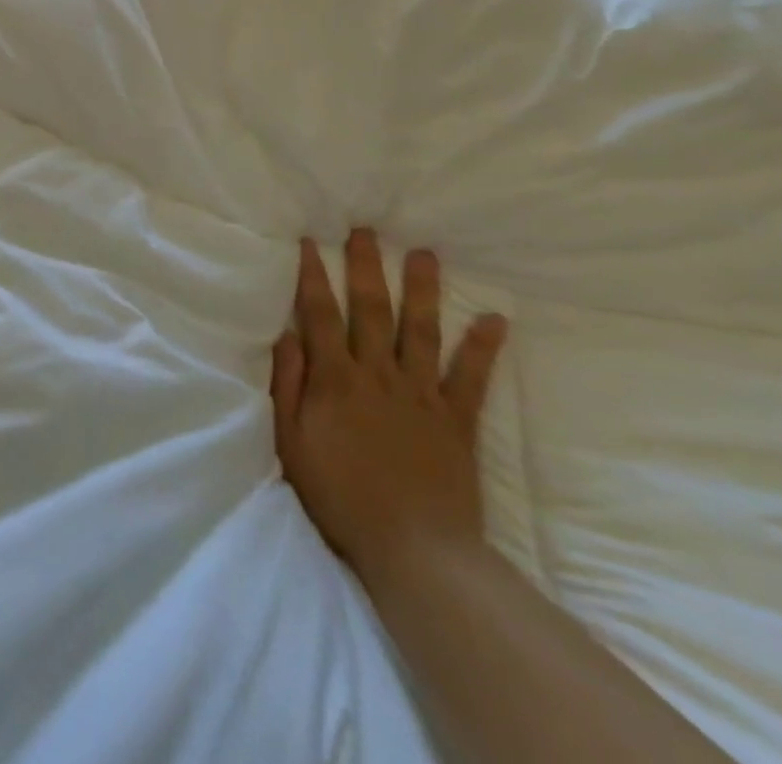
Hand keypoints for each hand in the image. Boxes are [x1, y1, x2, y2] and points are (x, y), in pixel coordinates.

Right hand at [271, 230, 507, 585]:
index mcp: (336, 380)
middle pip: (372, 309)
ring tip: (425, 253)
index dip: (314, 275)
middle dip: (367, 265)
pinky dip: (484, 348)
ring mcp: (421, 394)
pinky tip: (495, 319)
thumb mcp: (292, 443)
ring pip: (422, 330)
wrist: (415, 553)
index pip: (321, 314)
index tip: (310, 241)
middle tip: (366, 229)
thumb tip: (286, 334)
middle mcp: (379, 374)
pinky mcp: (457, 420)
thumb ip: (288, 386)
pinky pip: (472, 378)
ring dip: (423, 289)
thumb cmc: (341, 497)